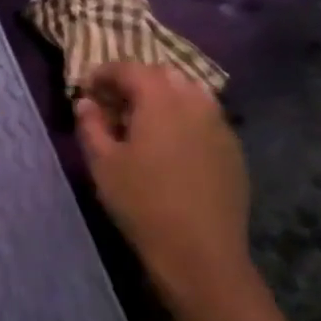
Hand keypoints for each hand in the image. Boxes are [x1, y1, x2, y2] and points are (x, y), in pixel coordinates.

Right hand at [74, 62, 250, 297]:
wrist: (200, 252)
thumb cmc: (142, 203)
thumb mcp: (103, 164)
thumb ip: (91, 125)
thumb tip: (86, 103)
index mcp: (160, 99)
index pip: (130, 69)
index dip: (105, 73)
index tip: (88, 88)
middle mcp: (195, 101)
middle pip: (163, 75)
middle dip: (136, 81)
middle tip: (114, 103)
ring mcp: (219, 124)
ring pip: (190, 93)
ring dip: (164, 97)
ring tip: (144, 122)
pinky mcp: (233, 149)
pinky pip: (206, 117)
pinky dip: (185, 118)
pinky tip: (173, 145)